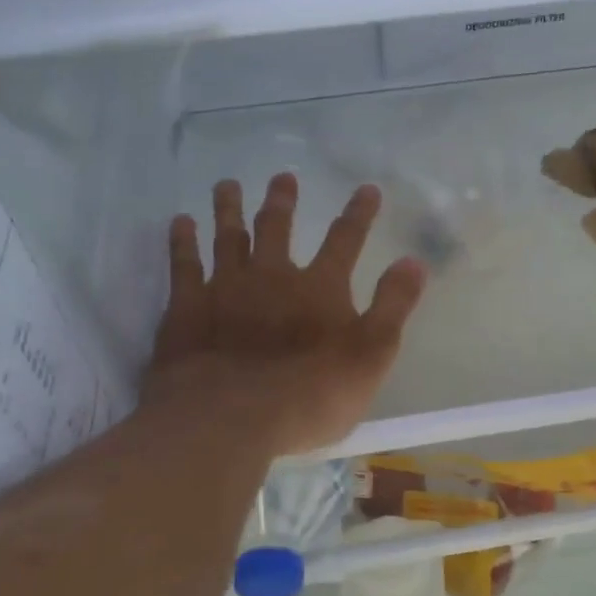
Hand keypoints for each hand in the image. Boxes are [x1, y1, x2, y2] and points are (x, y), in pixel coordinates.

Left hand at [143, 175, 426, 455]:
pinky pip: (183, 263)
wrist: (231, 418)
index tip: (367, 190)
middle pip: (277, 228)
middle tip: (282, 177)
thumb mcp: (371, 356)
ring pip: (227, 236)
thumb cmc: (311, 394)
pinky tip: (181, 222)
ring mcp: (225, 287)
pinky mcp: (186, 307)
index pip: (346, 240)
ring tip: (226, 185)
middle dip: (282, 201)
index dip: (359, 214)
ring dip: (229, 209)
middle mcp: (272, 275)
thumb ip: (393, 306)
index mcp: (319, 288)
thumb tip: (414, 261)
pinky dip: (182, 240)